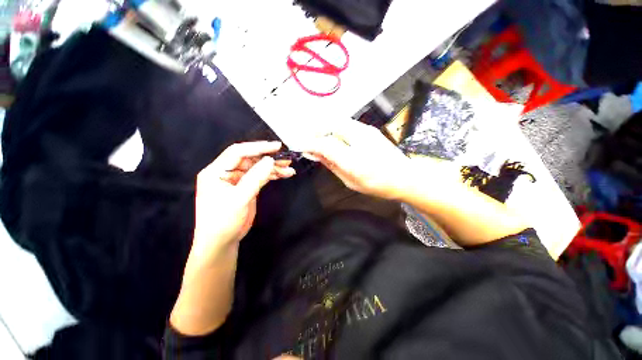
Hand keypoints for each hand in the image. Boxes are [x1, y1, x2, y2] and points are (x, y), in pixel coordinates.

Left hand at [192, 141, 294, 257]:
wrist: (221, 242)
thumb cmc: (223, 221)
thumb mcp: (239, 198)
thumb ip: (255, 178)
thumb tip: (270, 160)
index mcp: (217, 171)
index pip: (238, 152)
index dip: (258, 147)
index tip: (276, 147)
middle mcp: (227, 172)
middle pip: (251, 159)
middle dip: (269, 159)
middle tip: (286, 159)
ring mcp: (238, 180)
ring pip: (258, 168)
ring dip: (274, 168)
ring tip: (289, 169)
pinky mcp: (246, 187)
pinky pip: (261, 177)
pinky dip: (272, 175)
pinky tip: (284, 174)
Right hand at [302, 119, 410, 199]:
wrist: (405, 178)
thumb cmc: (377, 184)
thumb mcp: (350, 181)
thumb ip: (332, 165)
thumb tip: (316, 155)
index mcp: (353, 158)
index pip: (325, 144)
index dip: (310, 144)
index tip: (302, 147)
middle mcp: (359, 138)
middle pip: (331, 125)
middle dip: (316, 131)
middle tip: (310, 141)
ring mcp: (366, 130)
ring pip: (338, 121)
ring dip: (326, 128)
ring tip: (320, 139)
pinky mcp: (370, 129)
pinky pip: (346, 124)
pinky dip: (336, 129)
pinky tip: (336, 139)